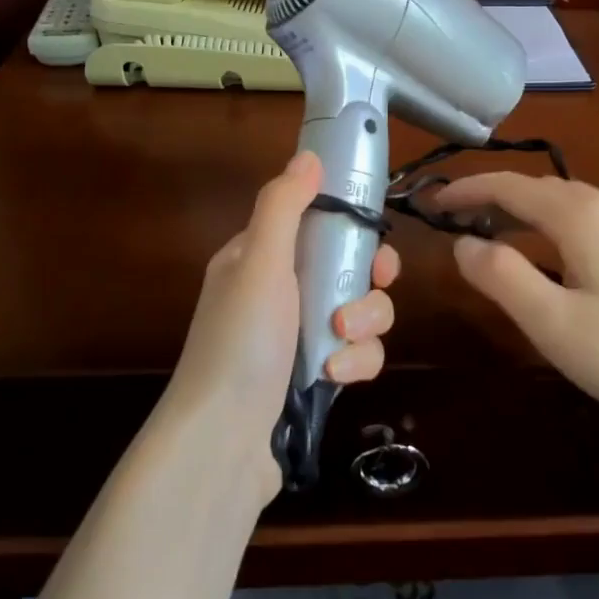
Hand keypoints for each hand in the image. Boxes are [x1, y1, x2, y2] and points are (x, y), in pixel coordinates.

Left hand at [163, 150, 398, 503]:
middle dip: (367, 284)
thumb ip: (283, 206)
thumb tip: (308, 155)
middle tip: (373, 289)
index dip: (354, 230)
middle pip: (349, 269)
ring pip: (361, 313)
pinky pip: (357, 355)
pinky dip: (354, 363)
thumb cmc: (240, 341)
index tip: (376, 245)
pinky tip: (336, 377)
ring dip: (363, 326)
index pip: (319, 225)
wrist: (222, 444)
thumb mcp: (259, 263)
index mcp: (260, 258)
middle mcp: (281, 293)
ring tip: (340, 343)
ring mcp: (299, 338)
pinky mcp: (315, 377)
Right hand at [437, 173, 598, 433]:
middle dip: (489, 196)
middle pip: (534, 187)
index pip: (508, 186)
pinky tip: (539, 251)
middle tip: (451, 218)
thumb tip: (463, 243)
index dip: (467, 190)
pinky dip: (544, 223)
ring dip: (517, 209)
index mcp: (578, 215)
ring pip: (558, 201)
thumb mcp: (550, 320)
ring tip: (485, 231)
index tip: (432, 204)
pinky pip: (578, 218)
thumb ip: (500, 275)